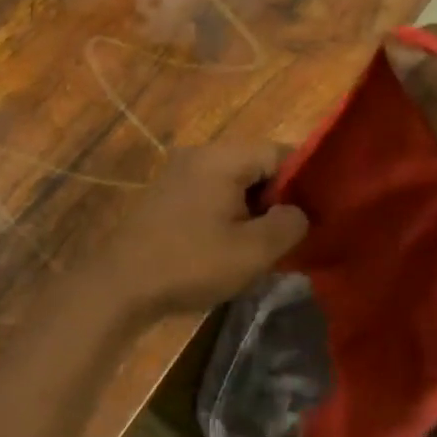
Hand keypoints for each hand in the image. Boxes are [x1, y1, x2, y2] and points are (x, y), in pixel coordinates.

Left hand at [98, 144, 307, 320]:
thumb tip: (297, 212)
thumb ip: (289, 224)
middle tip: (290, 235)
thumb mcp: (254, 251)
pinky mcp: (166, 195)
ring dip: (252, 209)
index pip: (280, 152)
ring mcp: (178, 173)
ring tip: (262, 245)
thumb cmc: (191, 263)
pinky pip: (210, 194)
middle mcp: (199, 154)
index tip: (315, 215)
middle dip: (277, 198)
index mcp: (222, 157)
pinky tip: (230, 245)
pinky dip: (227, 213)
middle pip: (255, 165)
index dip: (305, 182)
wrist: (121, 284)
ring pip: (233, 182)